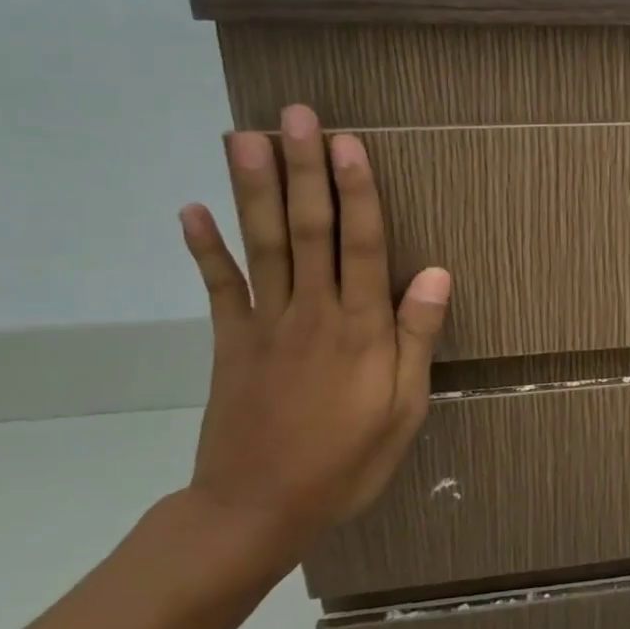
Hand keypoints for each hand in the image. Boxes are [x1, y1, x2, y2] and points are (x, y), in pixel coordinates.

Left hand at [176, 103, 451, 563]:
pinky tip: (192, 208)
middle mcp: (312, 312)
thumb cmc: (346, 461)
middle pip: (308, 230)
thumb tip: (437, 272)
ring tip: (246, 138)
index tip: (348, 143)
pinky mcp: (230, 342)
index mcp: (360, 329)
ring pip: (262, 245)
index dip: (357, 191)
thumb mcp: (404, 408)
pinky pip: (218, 288)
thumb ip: (417, 337)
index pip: (363, 245)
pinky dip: (205, 248)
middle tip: (297, 116)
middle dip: (304, 170)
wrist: (255, 512)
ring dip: (254, 189)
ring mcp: (264, 324)